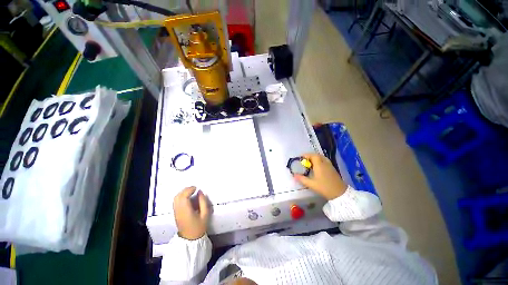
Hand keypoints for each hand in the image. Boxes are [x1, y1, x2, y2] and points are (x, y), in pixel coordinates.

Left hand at [173, 186, 209, 239]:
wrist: (190, 239)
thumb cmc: (199, 227)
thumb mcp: (205, 214)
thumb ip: (203, 202)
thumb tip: (200, 192)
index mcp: (186, 211)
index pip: (184, 197)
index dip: (189, 190)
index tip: (196, 188)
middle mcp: (179, 211)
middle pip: (178, 196)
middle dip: (186, 190)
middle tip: (194, 188)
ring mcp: (176, 212)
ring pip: (175, 198)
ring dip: (182, 192)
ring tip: (191, 191)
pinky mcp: (175, 213)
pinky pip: (175, 201)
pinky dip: (181, 196)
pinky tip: (187, 197)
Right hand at [293, 153, 346, 199]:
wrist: (340, 193)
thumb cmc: (324, 187)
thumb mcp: (311, 184)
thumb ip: (302, 179)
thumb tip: (294, 175)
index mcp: (319, 165)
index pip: (313, 156)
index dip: (306, 155)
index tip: (301, 157)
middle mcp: (325, 163)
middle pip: (317, 155)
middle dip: (310, 156)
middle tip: (305, 160)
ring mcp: (330, 166)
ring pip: (322, 158)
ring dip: (315, 158)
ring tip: (310, 163)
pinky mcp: (333, 169)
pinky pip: (325, 161)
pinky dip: (320, 161)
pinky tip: (317, 167)